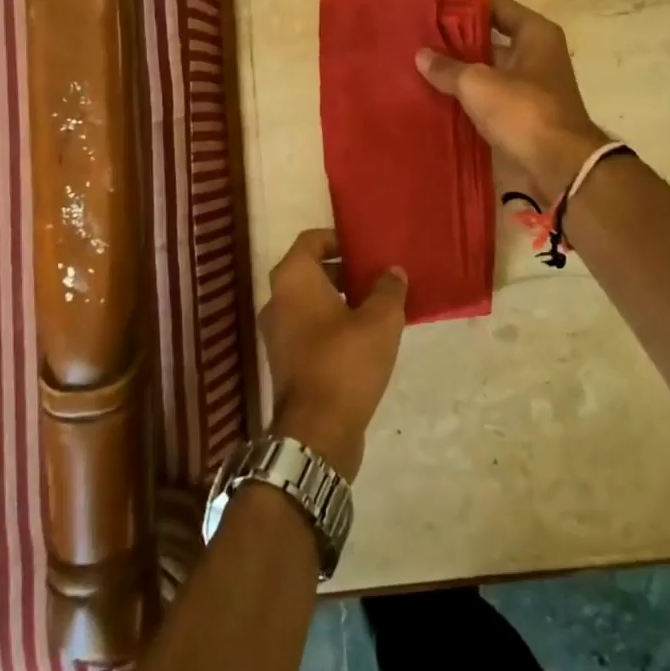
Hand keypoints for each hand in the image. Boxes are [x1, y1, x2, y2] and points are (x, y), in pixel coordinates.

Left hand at [258, 228, 406, 480]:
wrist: (316, 432)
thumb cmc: (346, 362)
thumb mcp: (380, 320)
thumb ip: (388, 289)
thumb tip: (392, 272)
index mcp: (294, 279)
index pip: (311, 240)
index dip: (338, 238)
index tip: (364, 246)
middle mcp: (277, 301)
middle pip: (309, 271)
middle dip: (342, 269)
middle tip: (375, 275)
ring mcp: (277, 334)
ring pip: (308, 302)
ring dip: (338, 299)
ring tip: (375, 306)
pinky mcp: (284, 362)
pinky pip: (308, 328)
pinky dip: (330, 324)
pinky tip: (362, 338)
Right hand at [415, 0, 608, 201]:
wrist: (560, 166)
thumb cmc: (523, 111)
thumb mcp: (478, 84)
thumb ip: (448, 68)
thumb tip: (421, 55)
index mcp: (536, 34)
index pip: (497, 7)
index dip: (466, 10)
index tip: (435, 16)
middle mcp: (539, 55)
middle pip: (494, 40)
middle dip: (460, 44)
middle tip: (423, 46)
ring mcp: (535, 87)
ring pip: (492, 71)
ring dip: (464, 74)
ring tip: (426, 73)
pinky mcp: (528, 115)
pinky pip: (495, 98)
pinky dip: (473, 99)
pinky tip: (444, 101)